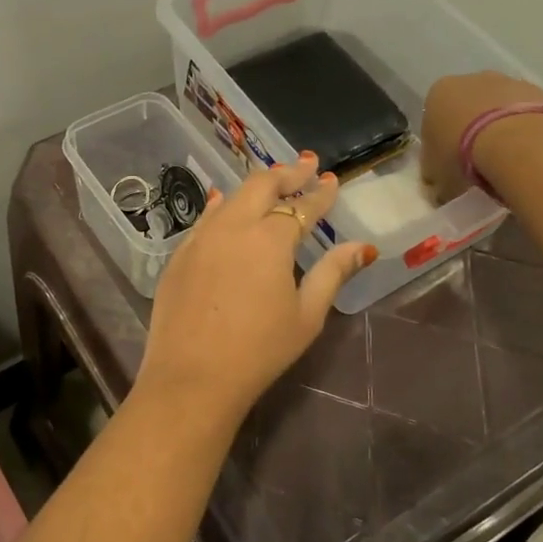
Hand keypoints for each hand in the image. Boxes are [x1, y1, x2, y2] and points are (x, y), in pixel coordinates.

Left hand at [138, 153, 376, 424]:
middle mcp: (233, 227)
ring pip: (231, 198)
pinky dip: (223, 206)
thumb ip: (332, 273)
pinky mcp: (179, 255)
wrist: (192, 376)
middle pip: (262, 186)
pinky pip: (205, 218)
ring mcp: (201, 238)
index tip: (332, 180)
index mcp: (270, 239)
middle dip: (287, 173)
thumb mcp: (306, 315)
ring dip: (255, 187)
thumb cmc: (259, 351)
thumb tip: (363, 247)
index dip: (320, 194)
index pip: (301, 207)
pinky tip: (226, 204)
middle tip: (306, 165)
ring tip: (272, 181)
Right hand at [420, 71, 542, 203]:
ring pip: (502, 109)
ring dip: (503, 129)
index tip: (449, 165)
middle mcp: (473, 80)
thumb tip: (441, 187)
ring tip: (508, 163)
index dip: (441, 144)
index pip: (434, 118)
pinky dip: (529, 131)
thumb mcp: (437, 178)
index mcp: (439, 94)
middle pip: (469, 107)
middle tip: (478, 164)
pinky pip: (531, 115)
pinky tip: (531, 156)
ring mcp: (511, 82)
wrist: (518, 144)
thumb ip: (436, 177)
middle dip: (473, 130)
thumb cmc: (463, 157)